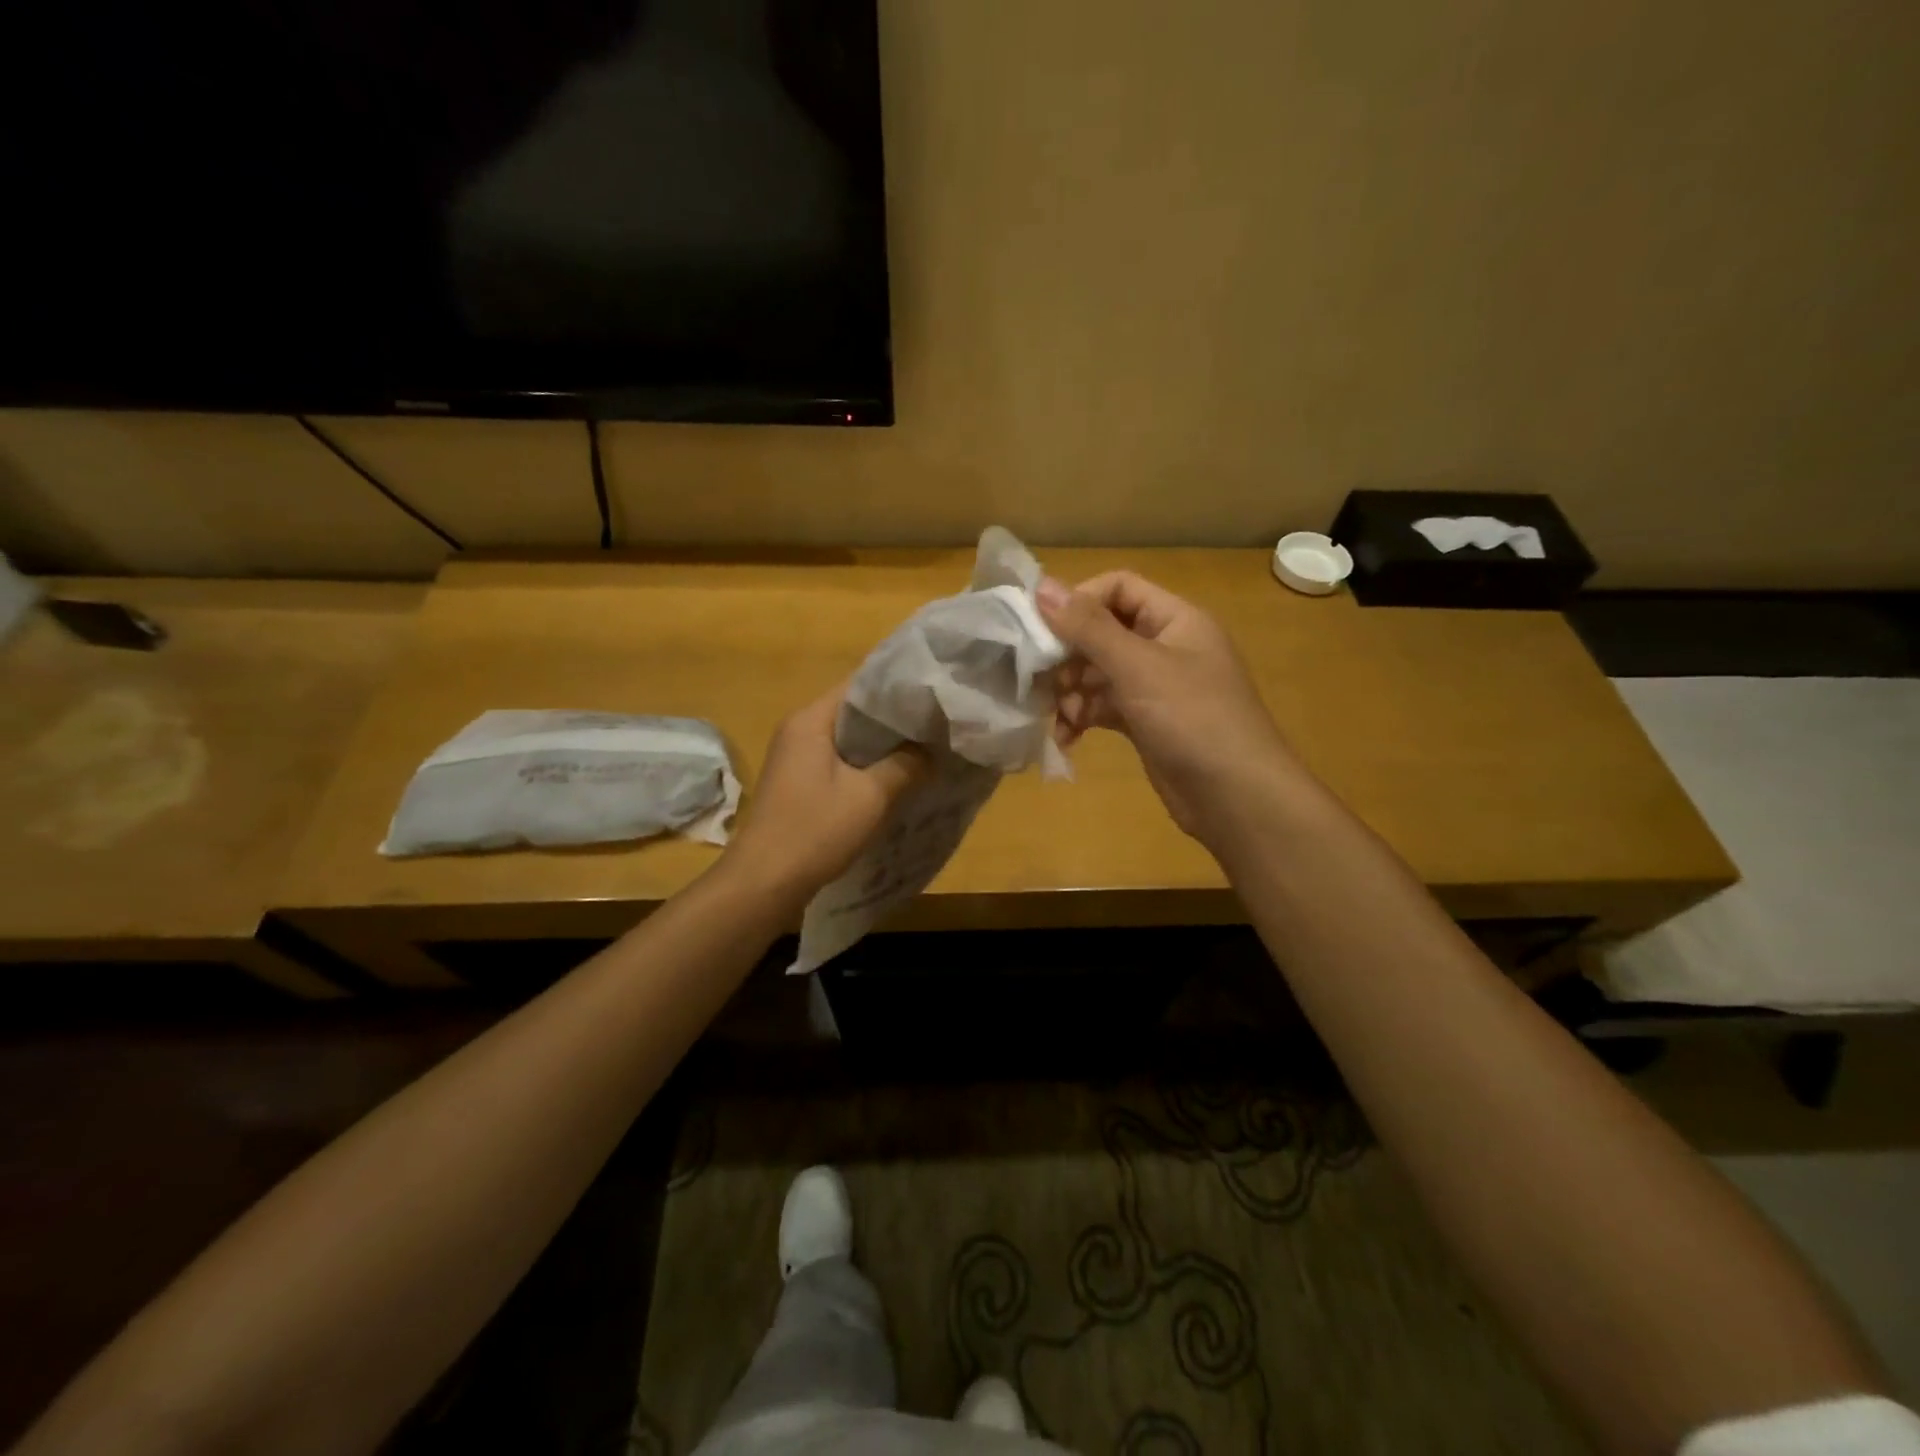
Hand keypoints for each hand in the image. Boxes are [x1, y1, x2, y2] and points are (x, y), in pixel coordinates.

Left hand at [725, 683, 926, 902]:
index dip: (898, 688)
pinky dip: (867, 765)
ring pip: (849, 739)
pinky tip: (896, 778)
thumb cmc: (815, 831)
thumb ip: (907, 765)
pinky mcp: (798, 783)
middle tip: (938, 724)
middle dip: (895, 719)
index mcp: (811, 720)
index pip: (860, 685)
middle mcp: (799, 730)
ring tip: (925, 749)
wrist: (763, 884)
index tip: (934, 696)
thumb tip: (932, 750)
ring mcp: (795, 758)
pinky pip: (839, 762)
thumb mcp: (870, 797)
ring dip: (883, 746)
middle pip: (855, 711)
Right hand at [1038, 572, 1300, 843]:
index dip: (1079, 601)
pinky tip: (1068, 738)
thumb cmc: (1192, 719)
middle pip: (1103, 632)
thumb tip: (1042, 586)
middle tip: (1043, 680)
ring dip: (1073, 691)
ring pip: (1099, 673)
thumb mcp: (1138, 667)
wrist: (1236, 797)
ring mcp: (1156, 687)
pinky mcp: (1146, 722)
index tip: (1041, 628)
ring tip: (1063, 716)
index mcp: (1175, 619)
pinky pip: (1105, 706)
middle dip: (1070, 656)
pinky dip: (1084, 717)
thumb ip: (1088, 627)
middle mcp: (1166, 646)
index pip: (1118, 588)